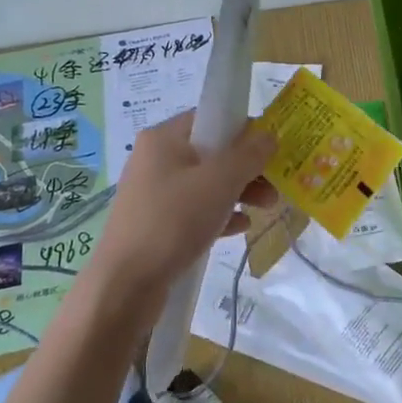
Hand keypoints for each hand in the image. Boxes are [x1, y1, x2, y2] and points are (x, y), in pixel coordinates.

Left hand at [91, 111, 277, 294]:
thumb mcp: (219, 182)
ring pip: (206, 184)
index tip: (271, 150)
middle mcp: (156, 160)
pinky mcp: (157, 223)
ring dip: (239, 192)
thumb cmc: (173, 221)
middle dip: (247, 168)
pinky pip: (196, 210)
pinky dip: (220, 214)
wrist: (126, 284)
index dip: (244, 130)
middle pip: (212, 152)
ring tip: (266, 208)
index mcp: (164, 139)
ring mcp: (154, 193)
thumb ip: (248, 155)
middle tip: (275, 186)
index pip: (211, 118)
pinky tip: (240, 228)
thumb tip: (269, 135)